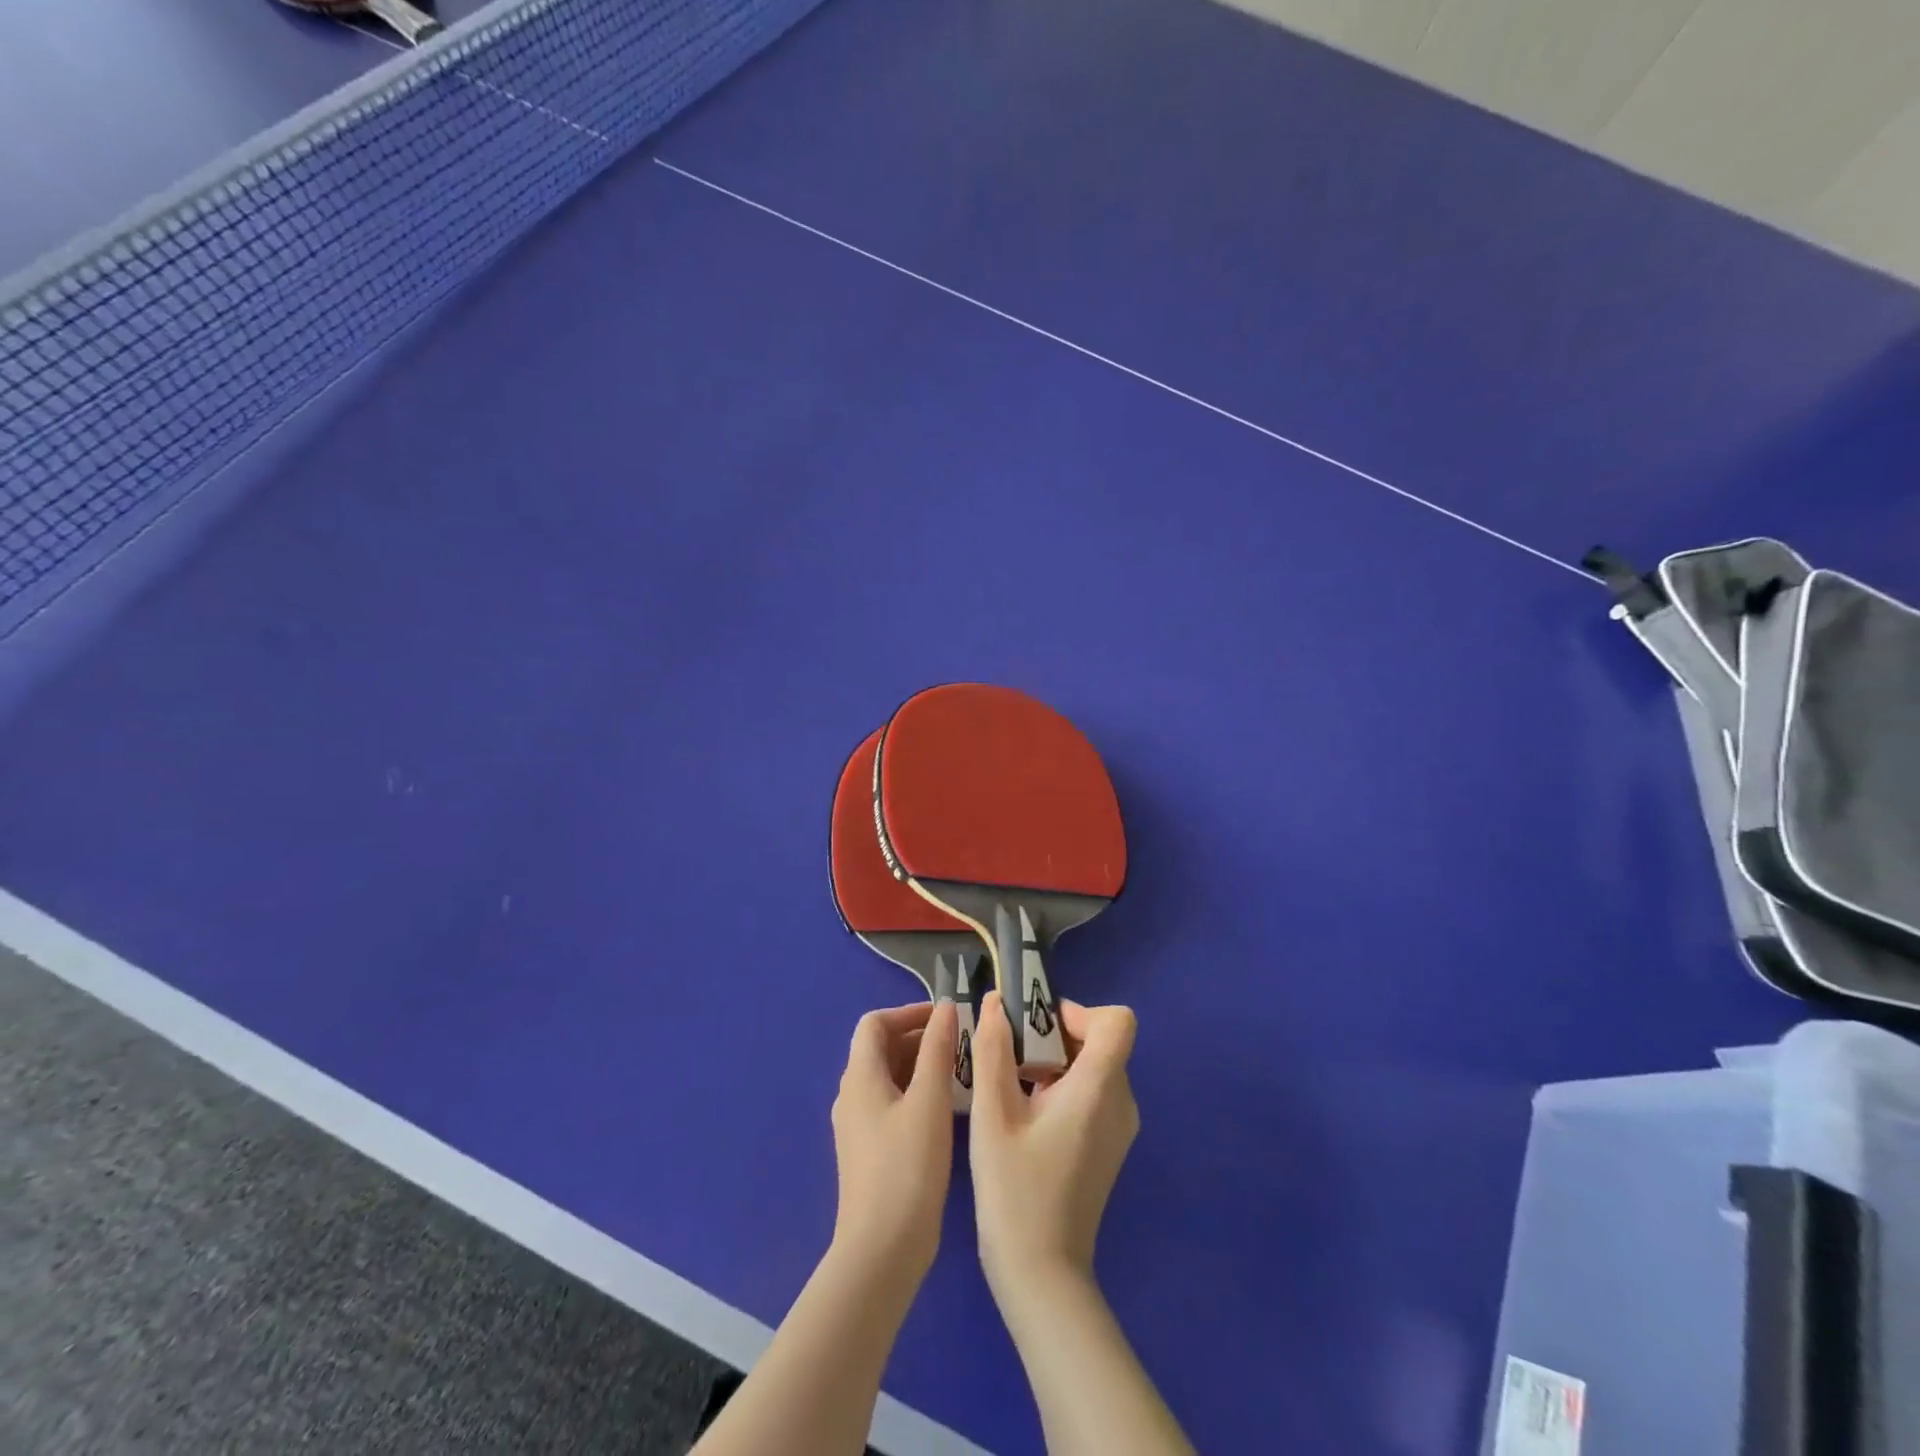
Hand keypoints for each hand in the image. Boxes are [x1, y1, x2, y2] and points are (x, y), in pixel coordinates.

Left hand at [829, 1001, 959, 1289]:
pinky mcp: (868, 1151)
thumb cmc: (908, 1167)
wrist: (882, 1250)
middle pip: (880, 1048)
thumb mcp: (930, 1101)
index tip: (946, 1018)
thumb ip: (938, 1049)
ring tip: (959, 1072)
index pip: (875, 1023)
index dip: (909, 1012)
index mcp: (860, 1077)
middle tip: (960, 1045)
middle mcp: (852, 1095)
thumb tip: (947, 1007)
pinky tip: (944, 1108)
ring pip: (887, 1077)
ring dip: (919, 1065)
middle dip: (919, 1038)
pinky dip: (915, 1092)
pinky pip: (890, 1104)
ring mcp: (857, 1126)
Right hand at [969, 992, 1139, 1311]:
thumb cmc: (1014, 1192)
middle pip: (1100, 1041)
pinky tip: (1026, 1116)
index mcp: (1099, 1089)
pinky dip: (1063, 1087)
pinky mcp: (1110, 1146)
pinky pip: (1093, 1093)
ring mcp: (1120, 1127)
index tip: (1036, 1031)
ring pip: (1094, 1066)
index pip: (1118, 1021)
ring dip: (1055, 1062)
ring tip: (1012, 1088)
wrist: (1042, 1277)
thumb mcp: (992, 1115)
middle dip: (1055, 1036)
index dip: (1078, 1013)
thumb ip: (993, 1051)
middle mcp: (1121, 1102)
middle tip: (1011, 1059)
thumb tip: (994, 1002)